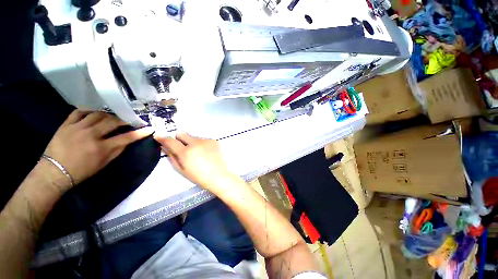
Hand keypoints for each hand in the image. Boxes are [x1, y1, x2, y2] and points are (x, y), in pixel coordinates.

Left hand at [43, 110, 153, 189]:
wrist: (54, 172)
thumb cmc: (81, 171)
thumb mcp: (103, 164)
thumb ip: (117, 151)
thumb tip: (127, 141)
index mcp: (101, 148)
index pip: (127, 137)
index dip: (140, 132)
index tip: (150, 128)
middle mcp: (91, 135)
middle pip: (112, 121)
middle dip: (124, 120)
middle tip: (128, 120)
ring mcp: (77, 128)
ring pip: (97, 114)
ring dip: (108, 115)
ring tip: (111, 117)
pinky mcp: (66, 125)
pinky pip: (79, 112)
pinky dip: (89, 111)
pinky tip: (93, 113)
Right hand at [154, 132, 233, 190]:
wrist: (218, 175)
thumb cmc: (198, 176)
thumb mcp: (181, 169)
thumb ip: (172, 157)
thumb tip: (164, 147)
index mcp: (186, 152)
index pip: (170, 140)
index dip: (162, 138)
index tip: (158, 136)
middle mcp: (195, 143)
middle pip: (182, 134)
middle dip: (179, 139)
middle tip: (183, 148)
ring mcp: (206, 141)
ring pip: (194, 137)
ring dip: (192, 143)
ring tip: (199, 153)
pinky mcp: (214, 141)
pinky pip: (203, 140)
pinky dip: (202, 144)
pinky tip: (207, 153)